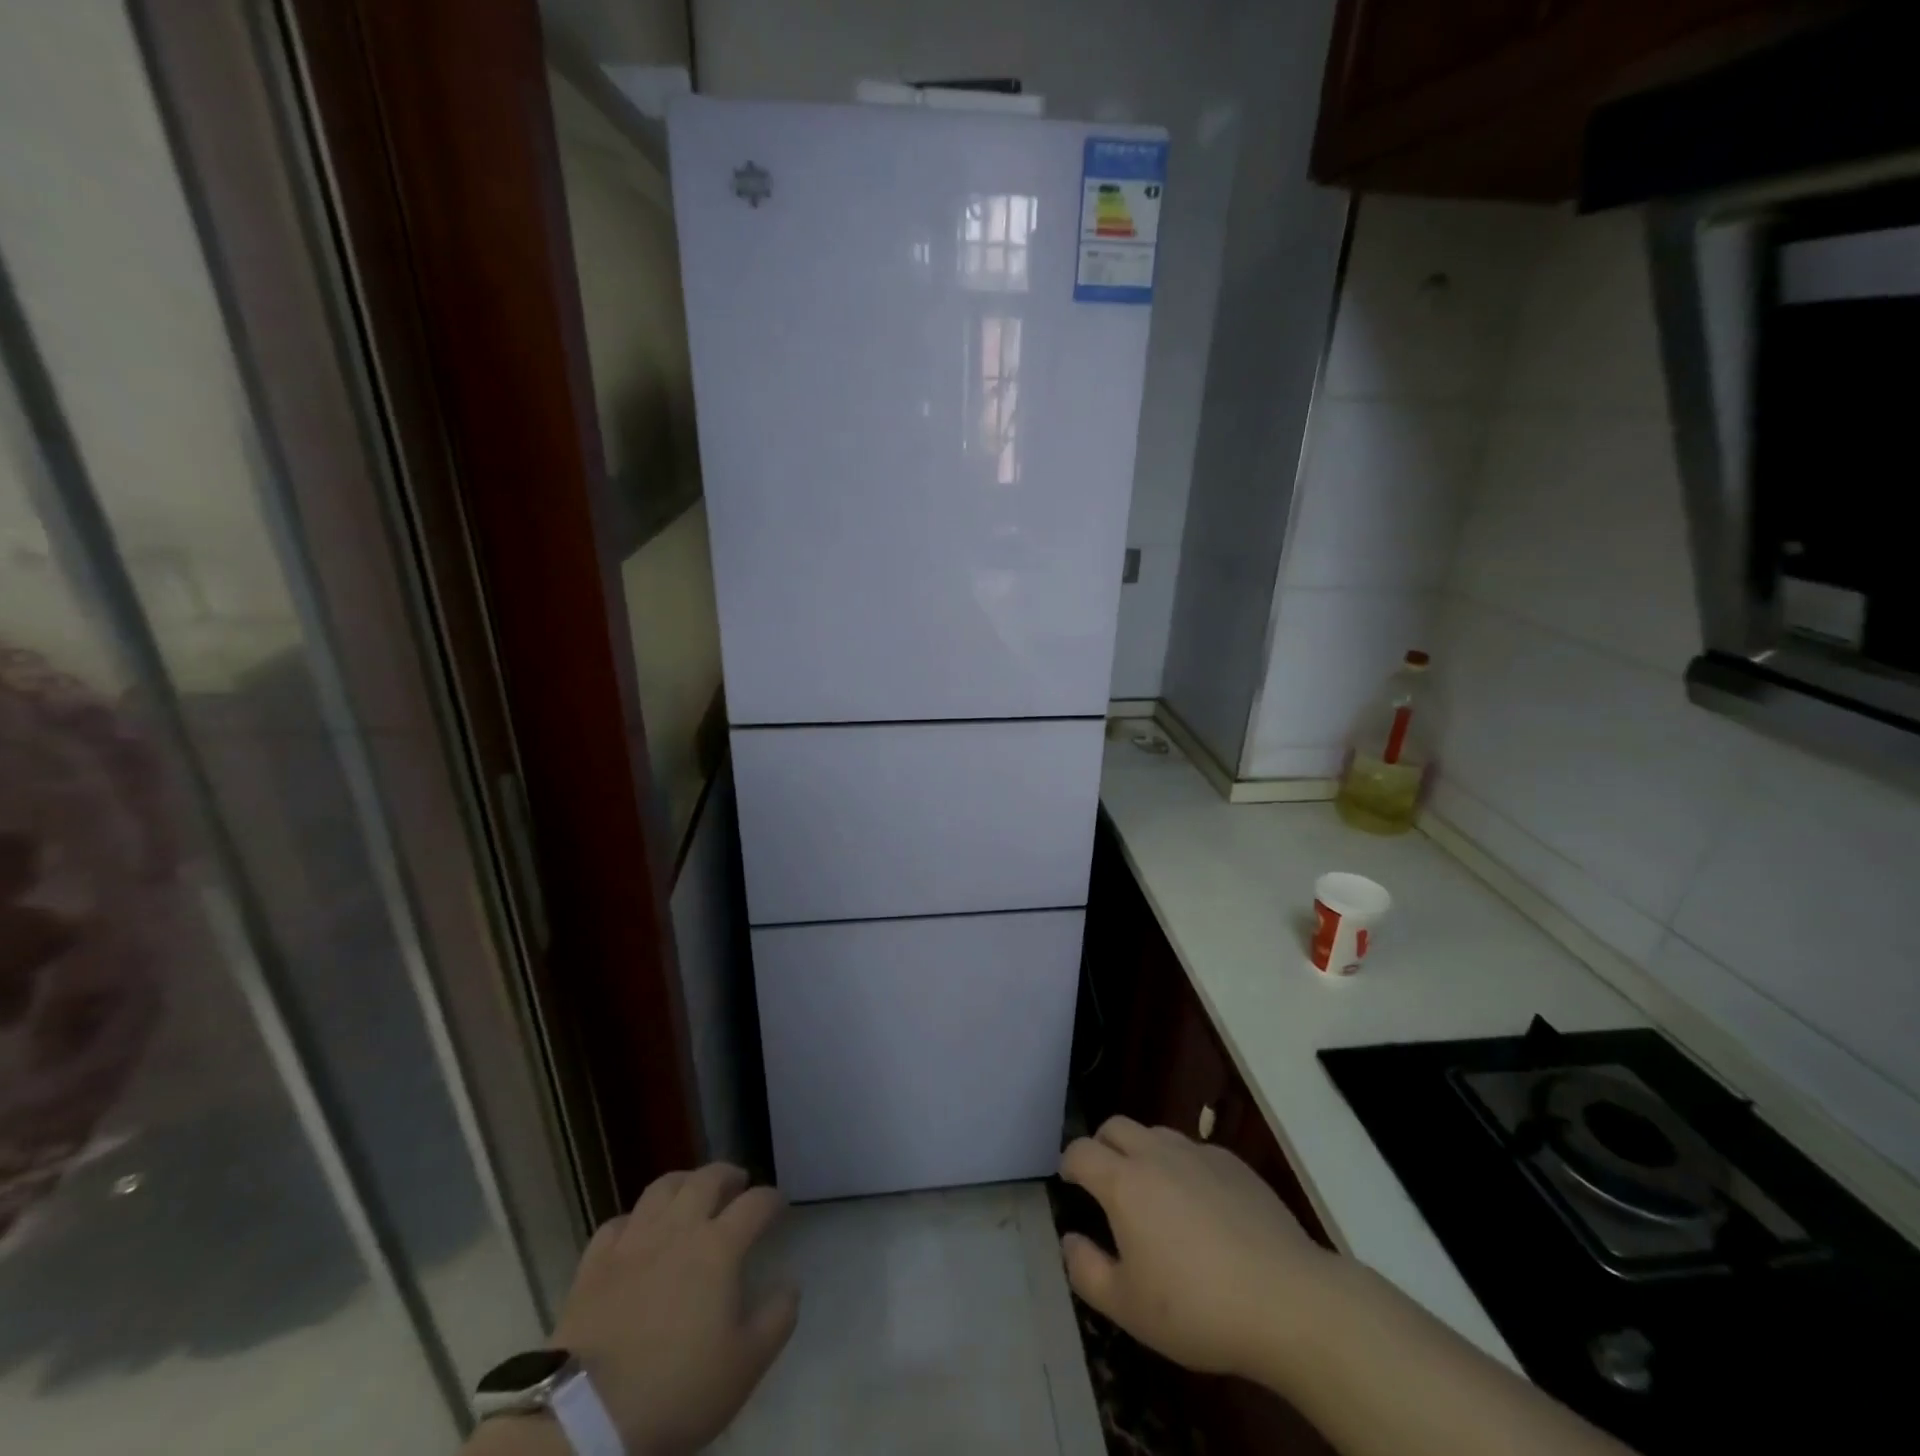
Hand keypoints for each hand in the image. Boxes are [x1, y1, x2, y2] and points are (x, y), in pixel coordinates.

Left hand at [551, 1163, 797, 1455]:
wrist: (585, 1416)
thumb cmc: (675, 1390)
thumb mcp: (744, 1367)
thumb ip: (776, 1320)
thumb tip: (790, 1285)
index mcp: (719, 1247)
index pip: (755, 1204)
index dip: (772, 1199)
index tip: (779, 1205)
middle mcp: (679, 1228)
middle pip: (708, 1179)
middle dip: (728, 1175)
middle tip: (738, 1183)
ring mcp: (633, 1241)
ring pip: (662, 1188)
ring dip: (684, 1182)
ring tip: (692, 1192)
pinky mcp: (594, 1262)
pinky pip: (618, 1222)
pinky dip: (635, 1219)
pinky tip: (638, 1232)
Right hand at [1059, 1117, 1336, 1380]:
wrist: (1287, 1301)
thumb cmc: (1197, 1307)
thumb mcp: (1128, 1307)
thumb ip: (1086, 1270)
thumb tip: (1070, 1239)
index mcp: (1124, 1182)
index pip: (1081, 1151)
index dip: (1069, 1163)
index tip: (1070, 1182)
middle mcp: (1156, 1154)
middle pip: (1116, 1127)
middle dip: (1102, 1146)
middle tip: (1106, 1183)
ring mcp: (1198, 1154)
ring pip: (1156, 1134)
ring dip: (1142, 1153)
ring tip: (1153, 1195)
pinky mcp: (1234, 1164)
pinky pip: (1195, 1152)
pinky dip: (1183, 1167)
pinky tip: (1201, 1208)